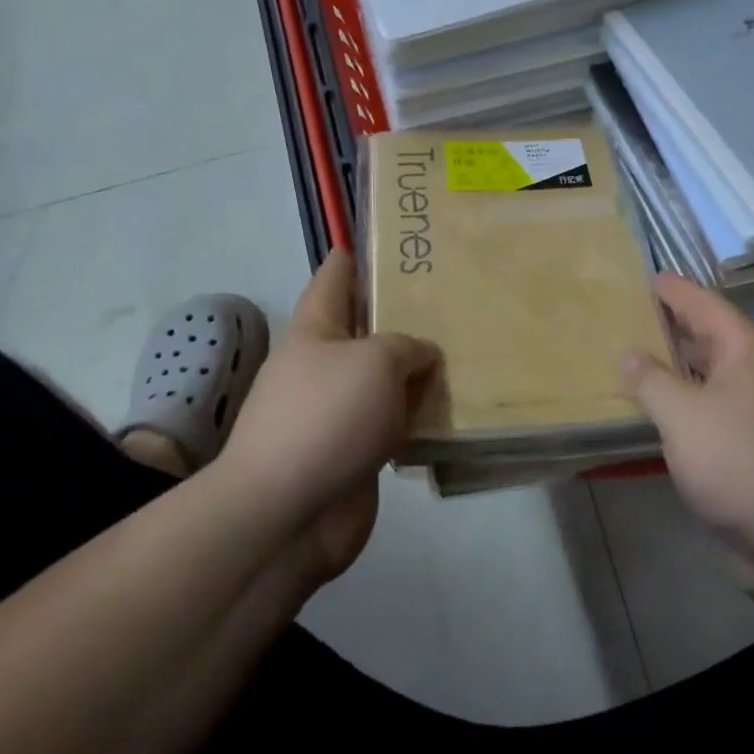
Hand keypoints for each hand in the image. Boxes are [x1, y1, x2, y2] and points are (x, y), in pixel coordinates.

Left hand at [222, 250, 440, 578]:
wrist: (289, 512)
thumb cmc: (327, 417)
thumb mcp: (376, 361)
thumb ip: (407, 346)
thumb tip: (421, 356)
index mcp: (315, 331)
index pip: (334, 279)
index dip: (355, 257)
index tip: (384, 241)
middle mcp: (324, 366)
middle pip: (365, 330)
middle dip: (401, 315)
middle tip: (451, 299)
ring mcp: (338, 412)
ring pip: (385, 380)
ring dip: (417, 371)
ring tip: (464, 352)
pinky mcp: (355, 453)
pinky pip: (394, 424)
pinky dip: (418, 417)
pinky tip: (453, 410)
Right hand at [620, 274, 753, 606]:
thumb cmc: (741, 463)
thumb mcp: (683, 417)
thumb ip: (650, 380)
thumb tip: (629, 355)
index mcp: (749, 347)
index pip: (703, 303)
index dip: (671, 290)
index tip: (641, 276)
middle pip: (708, 335)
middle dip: (668, 325)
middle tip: (623, 314)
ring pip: (711, 373)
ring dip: (675, 366)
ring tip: (630, 356)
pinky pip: (715, 405)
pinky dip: (686, 399)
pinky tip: (657, 407)